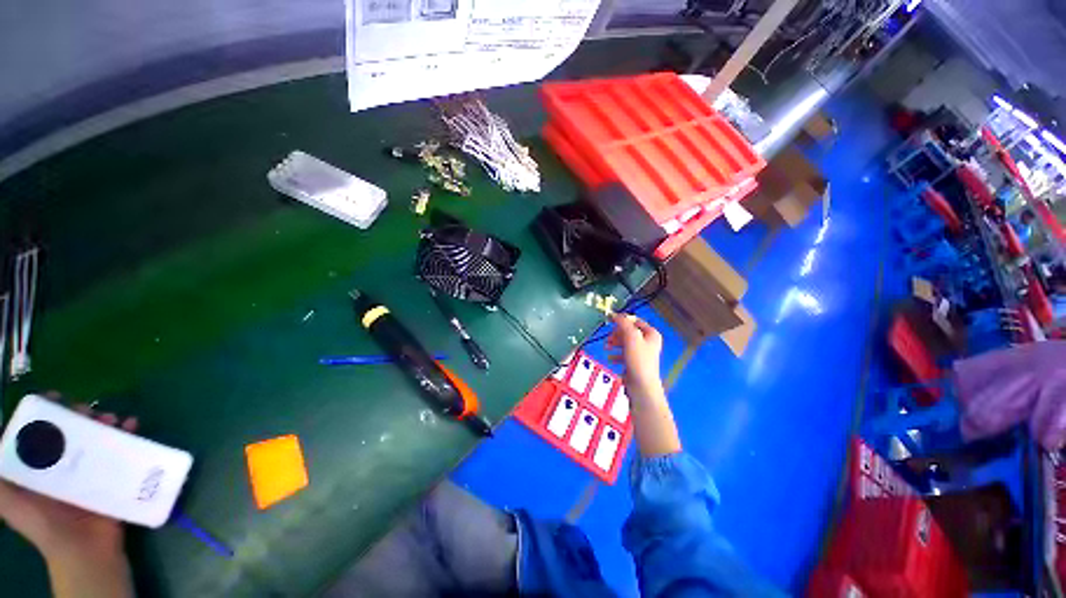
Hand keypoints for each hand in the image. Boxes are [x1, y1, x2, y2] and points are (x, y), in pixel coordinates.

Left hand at [0, 397, 136, 560]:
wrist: (85, 549)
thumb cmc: (44, 524)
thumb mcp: (11, 503)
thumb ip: (0, 480)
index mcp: (40, 465)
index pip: (40, 430)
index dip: (45, 412)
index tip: (54, 399)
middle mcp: (63, 462)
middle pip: (70, 429)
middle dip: (78, 414)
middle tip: (85, 410)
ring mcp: (90, 468)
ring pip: (96, 435)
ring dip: (103, 421)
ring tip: (111, 419)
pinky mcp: (113, 473)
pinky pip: (122, 448)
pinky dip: (127, 434)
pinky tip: (131, 426)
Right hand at [606, 314, 664, 402]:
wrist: (642, 386)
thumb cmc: (638, 360)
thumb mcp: (631, 337)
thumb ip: (623, 324)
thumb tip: (615, 314)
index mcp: (651, 334)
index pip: (634, 321)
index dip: (622, 320)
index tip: (609, 321)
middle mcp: (648, 342)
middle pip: (628, 332)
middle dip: (616, 334)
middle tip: (608, 338)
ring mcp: (642, 353)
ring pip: (624, 342)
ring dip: (614, 343)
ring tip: (607, 348)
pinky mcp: (635, 363)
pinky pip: (623, 354)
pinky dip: (616, 354)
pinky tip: (611, 358)